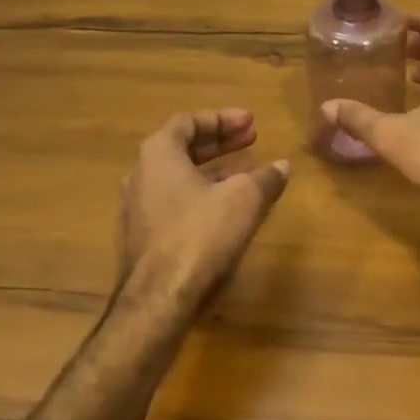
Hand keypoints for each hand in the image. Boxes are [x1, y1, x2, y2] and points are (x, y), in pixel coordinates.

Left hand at [117, 110, 289, 314]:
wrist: (159, 300)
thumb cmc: (200, 235)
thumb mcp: (244, 199)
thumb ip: (264, 178)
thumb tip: (282, 166)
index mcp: (159, 154)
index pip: (189, 121)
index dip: (222, 119)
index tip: (251, 122)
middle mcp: (141, 174)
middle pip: (182, 147)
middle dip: (220, 142)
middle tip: (252, 139)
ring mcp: (138, 208)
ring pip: (179, 177)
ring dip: (213, 171)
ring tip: (246, 174)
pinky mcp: (143, 238)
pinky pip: (175, 202)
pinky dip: (202, 195)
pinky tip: (227, 210)